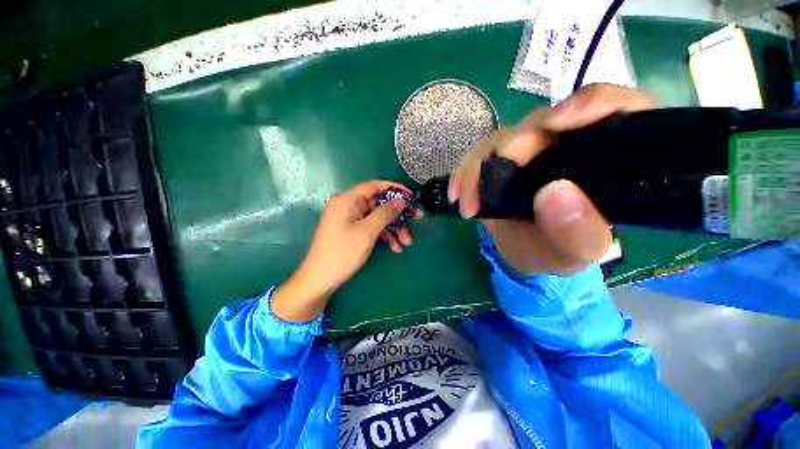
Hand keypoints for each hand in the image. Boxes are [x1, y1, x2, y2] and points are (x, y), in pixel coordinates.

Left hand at [271, 180, 419, 322]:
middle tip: (417, 219)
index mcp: (348, 200)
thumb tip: (401, 200)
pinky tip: (395, 247)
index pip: (375, 186)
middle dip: (398, 214)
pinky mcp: (352, 230)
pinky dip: (384, 235)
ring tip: (407, 242)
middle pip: (379, 203)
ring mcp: (350, 218)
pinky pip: (372, 227)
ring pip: (378, 217)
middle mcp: (348, 205)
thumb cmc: (342, 253)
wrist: (320, 279)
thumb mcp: (367, 232)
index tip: (412, 197)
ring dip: (394, 228)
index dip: (395, 189)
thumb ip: (385, 213)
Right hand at [448, 84, 658, 274]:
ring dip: (478, 169)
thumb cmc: (558, 251)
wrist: (526, 250)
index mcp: (604, 157)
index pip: (613, 109)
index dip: (588, 105)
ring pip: (502, 139)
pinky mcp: (500, 158)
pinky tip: (457, 194)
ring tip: (467, 204)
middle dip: (510, 152)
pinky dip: (464, 173)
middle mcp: (567, 142)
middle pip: (541, 124)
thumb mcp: (575, 252)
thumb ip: (577, 232)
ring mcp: (528, 148)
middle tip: (487, 194)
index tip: (555, 125)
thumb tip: (555, 192)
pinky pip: (478, 155)